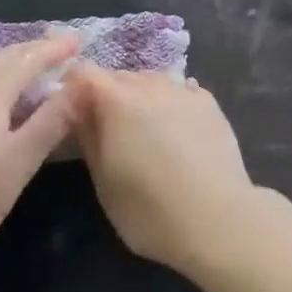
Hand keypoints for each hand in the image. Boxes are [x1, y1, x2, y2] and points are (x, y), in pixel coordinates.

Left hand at [0, 34, 80, 263]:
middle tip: (62, 47)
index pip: (29, 58)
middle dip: (35, 49)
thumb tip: (85, 82)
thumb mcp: (20, 161)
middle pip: (5, 57)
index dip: (55, 49)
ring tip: (35, 64)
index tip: (78, 41)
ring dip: (15, 60)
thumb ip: (54, 119)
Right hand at [64, 63, 256, 276]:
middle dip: (107, 96)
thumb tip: (79, 109)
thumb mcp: (104, 180)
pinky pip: (179, 92)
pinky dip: (170, 105)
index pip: (84, 73)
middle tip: (108, 131)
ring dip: (140, 99)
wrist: (218, 219)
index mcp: (118, 99)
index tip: (72, 115)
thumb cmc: (150, 209)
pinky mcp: (210, 102)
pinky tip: (176, 133)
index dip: (74, 90)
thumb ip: (88, 136)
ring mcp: (184, 89)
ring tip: (145, 134)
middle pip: (119, 76)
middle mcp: (151, 84)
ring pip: (150, 82)